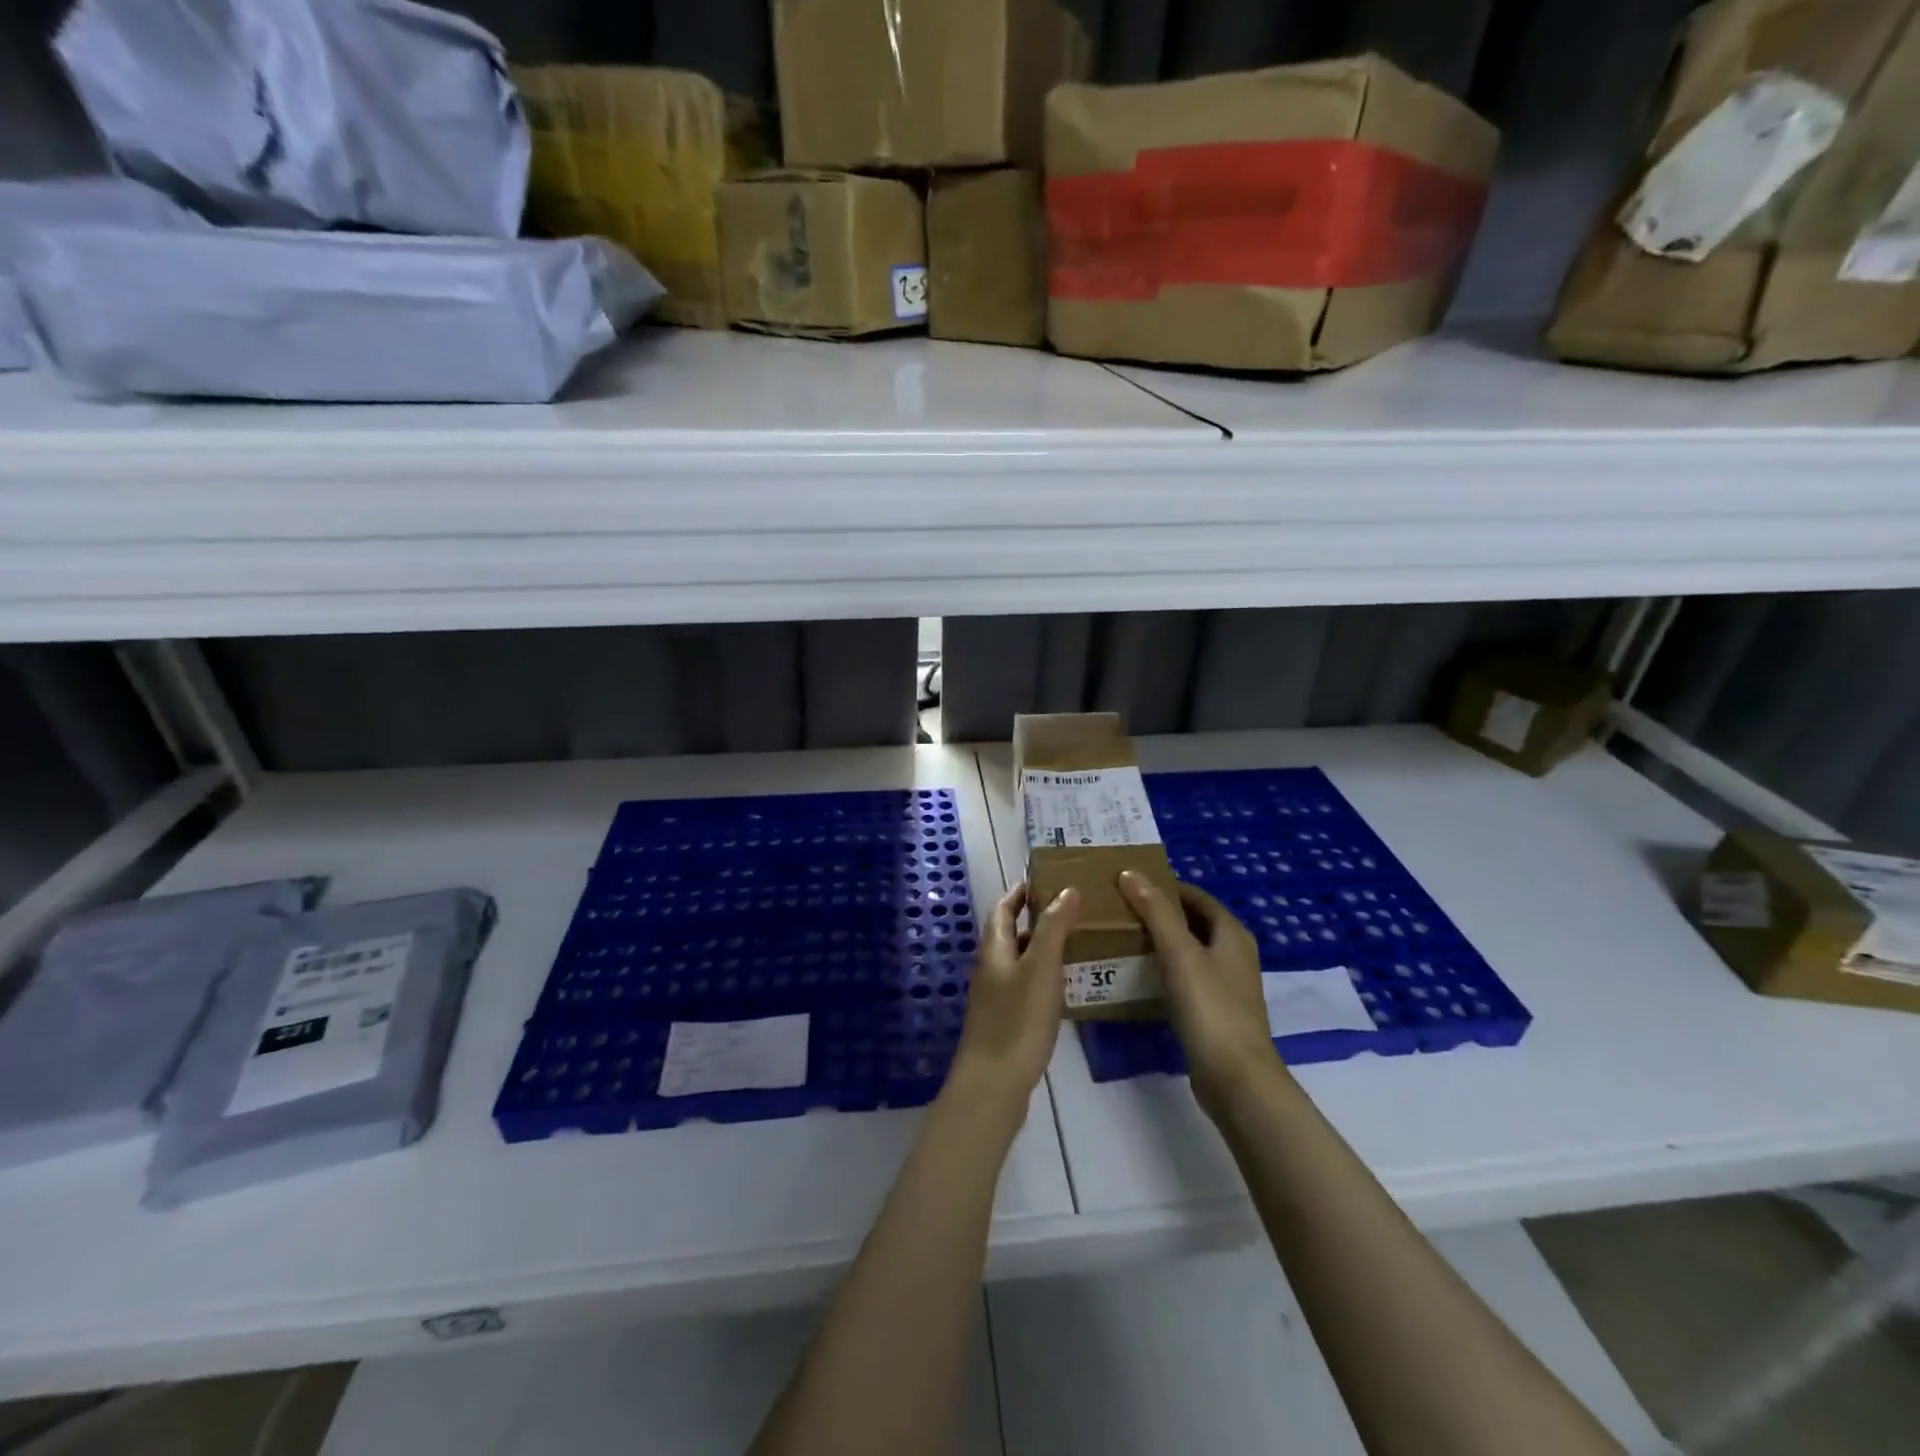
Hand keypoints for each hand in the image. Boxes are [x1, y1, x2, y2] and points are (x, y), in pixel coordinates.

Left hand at [946, 883, 1078, 1117]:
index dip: (1021, 892)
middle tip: (1072, 909)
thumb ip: (1053, 928)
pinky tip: (1066, 985)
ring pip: (1019, 960)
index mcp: (993, 949)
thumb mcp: (1041, 968)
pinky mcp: (1004, 1020)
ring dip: (1042, 947)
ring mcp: (994, 996)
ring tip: (1077, 942)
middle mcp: (990, 967)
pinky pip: (1024, 985)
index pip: (1003, 908)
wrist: (994, 1084)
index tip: (1046, 879)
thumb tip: (1066, 890)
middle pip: (1009, 932)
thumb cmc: (1018, 1020)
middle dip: (1036, 918)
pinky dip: (1043, 975)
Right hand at [1118, 870, 1282, 1118]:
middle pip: (1191, 921)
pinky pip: (1184, 978)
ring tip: (1120, 938)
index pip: (1195, 896)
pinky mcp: (1214, 1012)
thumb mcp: (1179, 952)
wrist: (1236, 1079)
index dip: (1164, 886)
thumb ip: (1155, 911)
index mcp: (1231, 933)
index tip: (1127, 884)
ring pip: (1187, 951)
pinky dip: (1162, 970)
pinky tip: (1137, 976)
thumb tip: (1130, 873)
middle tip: (1118, 909)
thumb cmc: (1210, 1008)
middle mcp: (1233, 954)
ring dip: (1158, 942)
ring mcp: (1225, 985)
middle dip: (1158, 913)